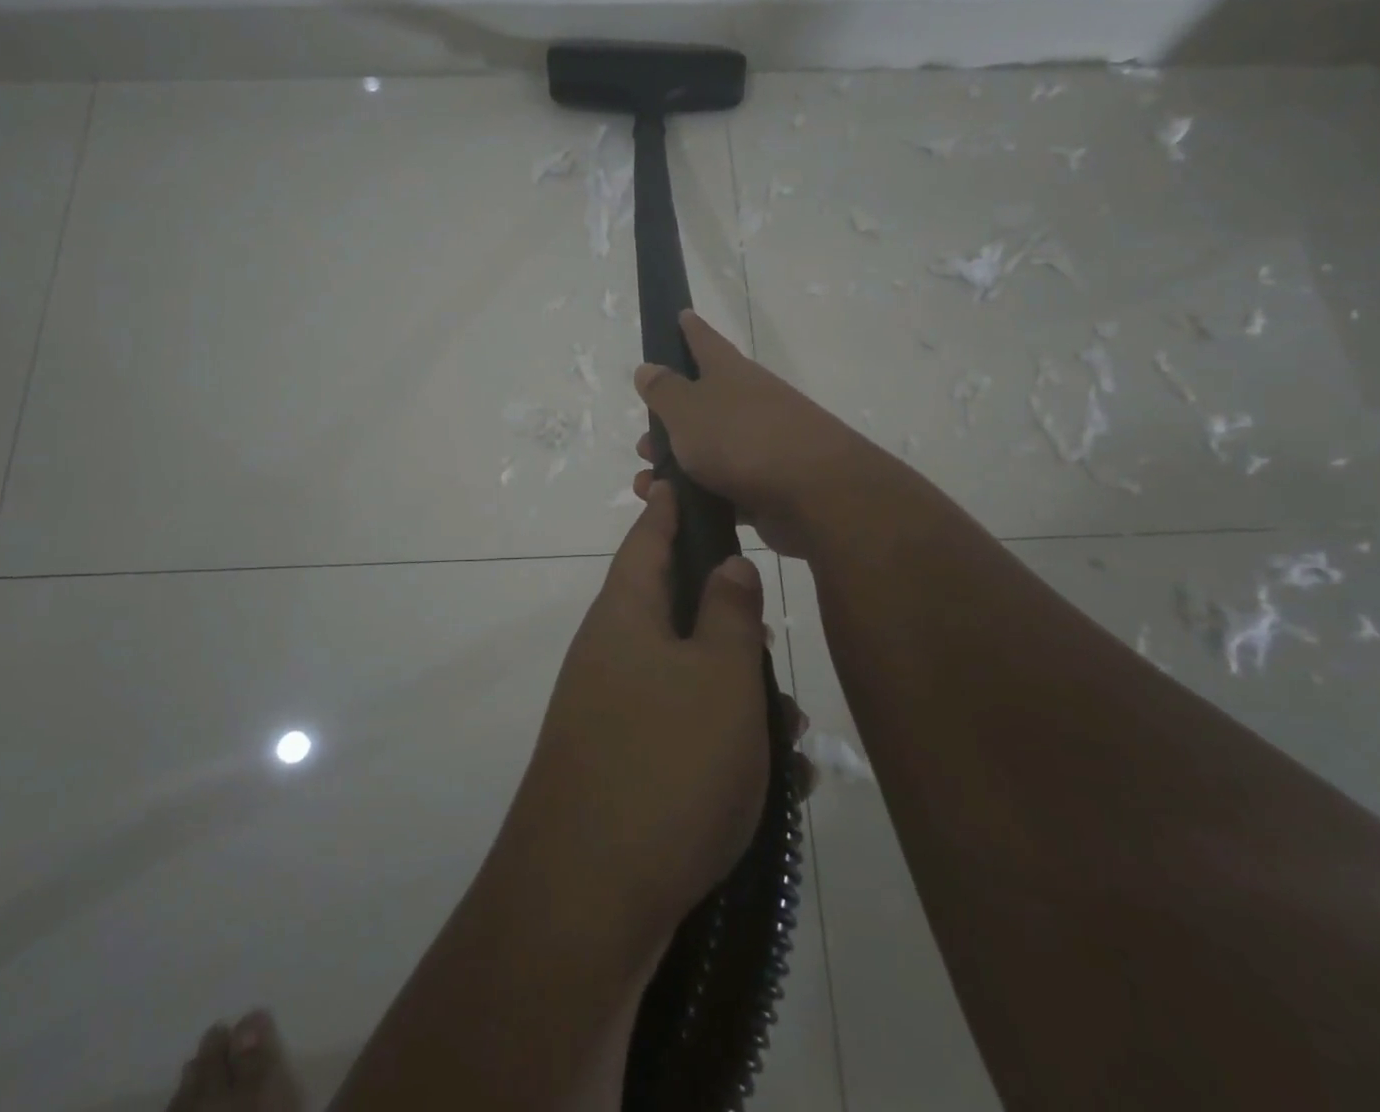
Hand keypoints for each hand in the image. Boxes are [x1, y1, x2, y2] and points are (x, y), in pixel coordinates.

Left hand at [503, 482, 781, 944]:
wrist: (587, 899)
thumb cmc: (665, 763)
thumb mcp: (719, 676)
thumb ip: (730, 612)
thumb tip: (727, 564)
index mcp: (625, 614)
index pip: (648, 537)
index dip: (671, 507)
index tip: (688, 481)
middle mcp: (611, 654)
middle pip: (675, 611)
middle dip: (731, 624)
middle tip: (772, 641)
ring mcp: (612, 713)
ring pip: (688, 679)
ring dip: (740, 697)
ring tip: (792, 733)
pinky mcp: (622, 768)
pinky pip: (683, 735)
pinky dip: (725, 746)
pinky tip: (774, 785)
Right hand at [632, 310, 888, 556]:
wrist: (815, 495)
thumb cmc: (742, 439)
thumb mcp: (688, 410)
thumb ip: (664, 390)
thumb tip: (648, 368)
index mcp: (730, 373)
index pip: (705, 340)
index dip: (690, 329)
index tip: (680, 315)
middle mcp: (748, 402)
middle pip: (701, 403)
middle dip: (668, 423)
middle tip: (642, 443)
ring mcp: (761, 445)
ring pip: (709, 450)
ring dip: (676, 465)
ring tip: (648, 484)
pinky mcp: (767, 486)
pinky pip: (723, 487)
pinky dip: (698, 496)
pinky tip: (677, 510)